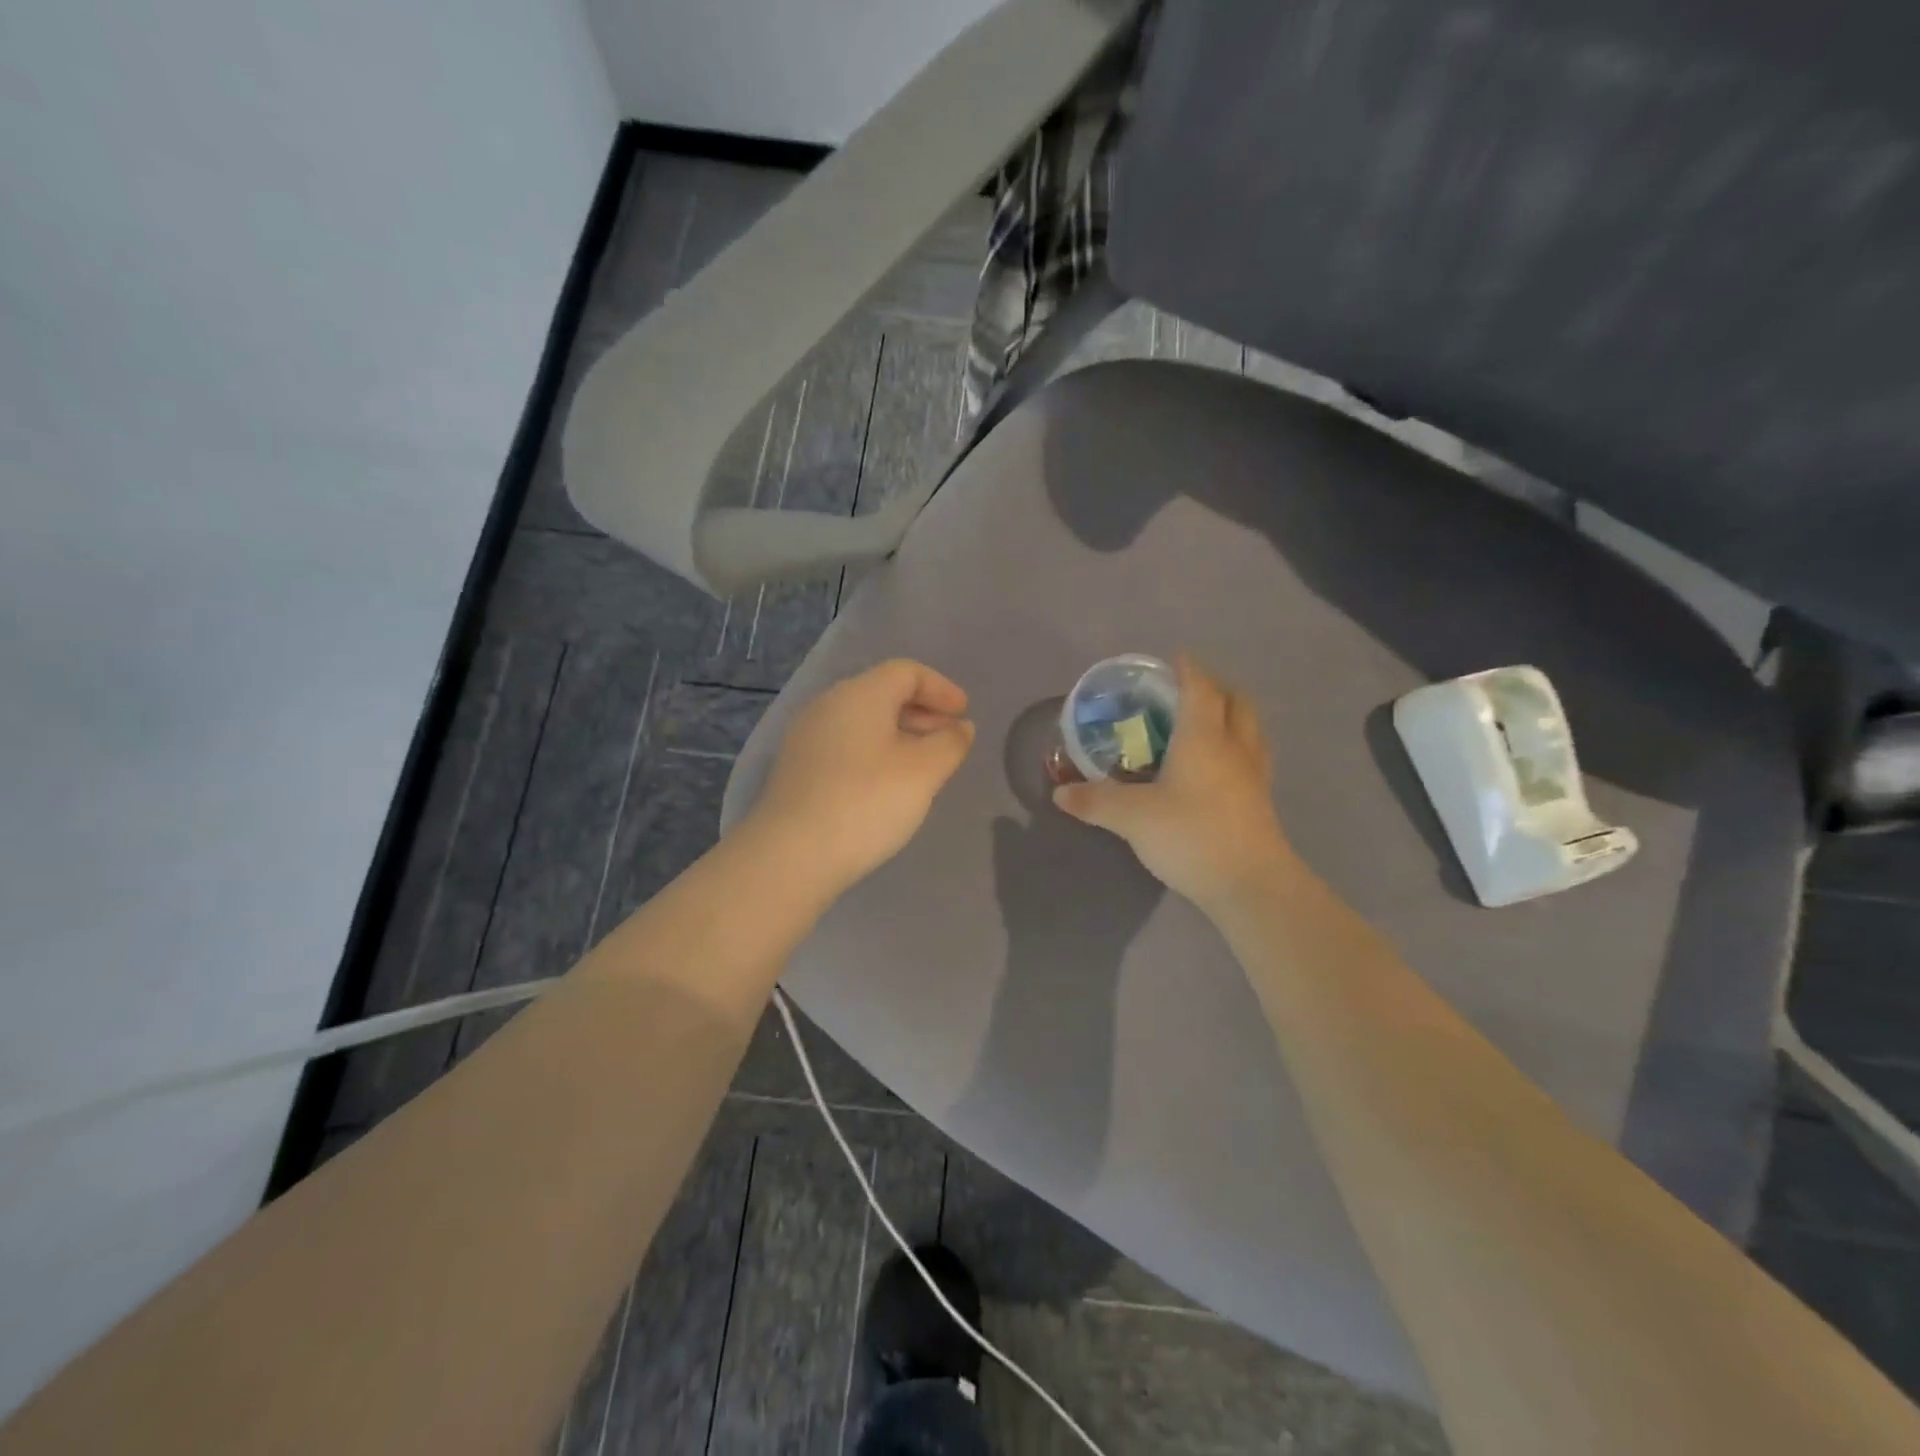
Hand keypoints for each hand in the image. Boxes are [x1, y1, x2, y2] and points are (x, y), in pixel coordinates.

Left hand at [747, 659, 975, 895]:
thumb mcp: (923, 772)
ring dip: (899, 733)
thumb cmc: (867, 803)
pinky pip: (845, 743)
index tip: (964, 714)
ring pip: (862, 720)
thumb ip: (949, 743)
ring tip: (923, 764)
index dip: (941, 688)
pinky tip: (886, 783)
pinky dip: (874, 751)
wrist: (791, 855)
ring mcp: (807, 736)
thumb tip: (961, 727)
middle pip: (882, 693)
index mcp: (860, 694)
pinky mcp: (797, 767)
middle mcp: (828, 704)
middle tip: (949, 739)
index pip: (906, 672)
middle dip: (922, 711)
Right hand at [1053, 656, 1295, 909]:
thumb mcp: (1132, 817)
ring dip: (1233, 717)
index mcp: (1204, 737)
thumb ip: (1095, 801)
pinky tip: (1220, 770)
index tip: (1176, 659)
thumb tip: (1059, 793)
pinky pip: (1254, 760)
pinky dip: (1239, 750)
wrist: (1251, 885)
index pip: (1200, 688)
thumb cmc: (1192, 835)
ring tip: (1208, 726)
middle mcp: (1235, 747)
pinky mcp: (1262, 803)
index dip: (1189, 669)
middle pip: (1237, 702)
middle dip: (1217, 689)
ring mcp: (1254, 776)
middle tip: (1190, 693)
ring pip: (1251, 730)